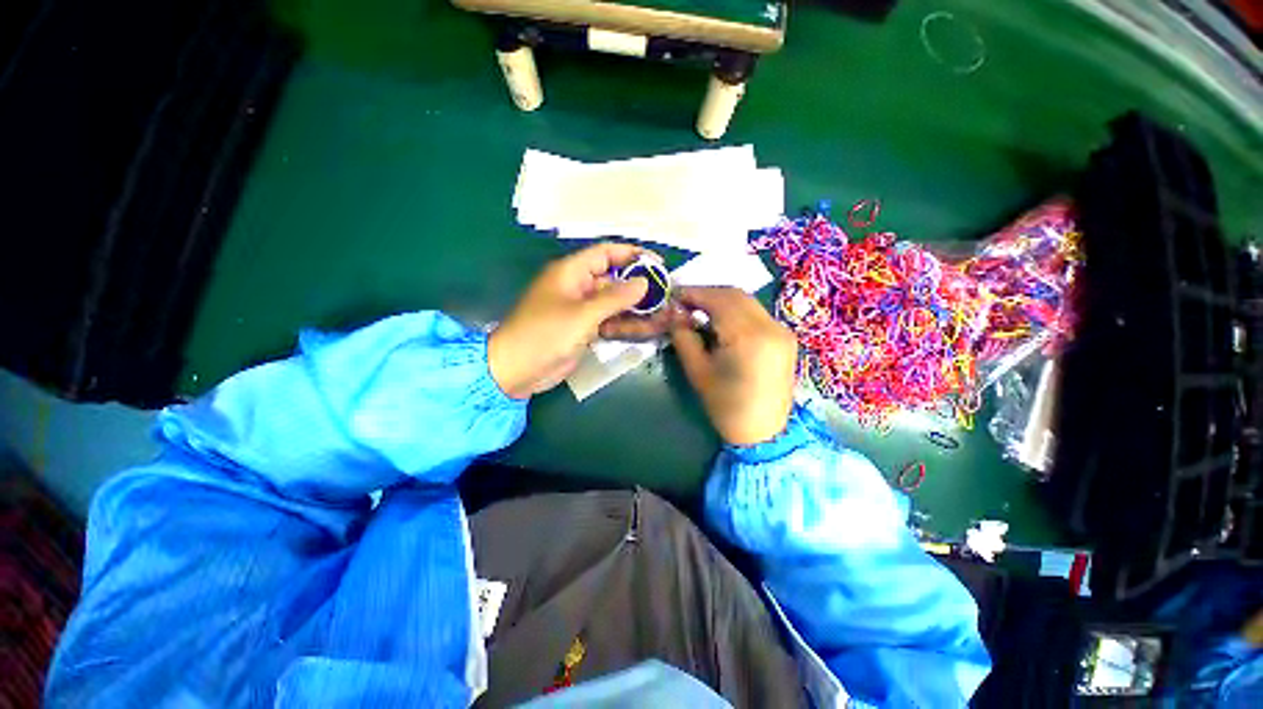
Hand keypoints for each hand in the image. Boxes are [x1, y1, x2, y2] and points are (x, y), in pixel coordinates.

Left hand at [489, 243, 649, 398]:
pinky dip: (625, 324)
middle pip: (614, 280)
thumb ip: (614, 298)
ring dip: (635, 309)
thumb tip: (644, 283)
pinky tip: (646, 329)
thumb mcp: (582, 315)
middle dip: (639, 287)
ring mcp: (581, 310)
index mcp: (571, 273)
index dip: (632, 255)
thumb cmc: (544, 335)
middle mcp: (578, 288)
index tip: (658, 264)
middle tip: (666, 296)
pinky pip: (609, 321)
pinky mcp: (584, 330)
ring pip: (614, 304)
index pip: (606, 253)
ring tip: (662, 315)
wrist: (517, 371)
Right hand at [669, 287, 798, 445]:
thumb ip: (684, 337)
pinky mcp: (785, 336)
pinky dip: (736, 310)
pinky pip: (757, 312)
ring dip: (721, 300)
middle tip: (684, 303)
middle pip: (734, 294)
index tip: (673, 296)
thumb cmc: (726, 406)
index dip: (693, 293)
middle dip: (707, 294)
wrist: (764, 432)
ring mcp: (782, 330)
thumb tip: (674, 312)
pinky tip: (721, 322)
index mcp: (748, 337)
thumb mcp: (698, 371)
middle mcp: (770, 326)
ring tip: (699, 311)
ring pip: (747, 301)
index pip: (718, 299)